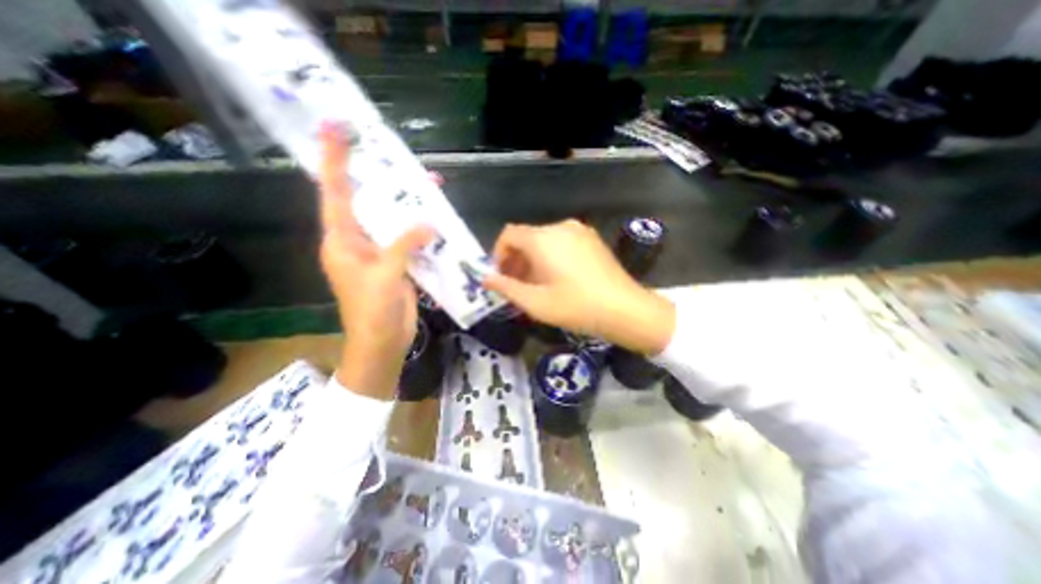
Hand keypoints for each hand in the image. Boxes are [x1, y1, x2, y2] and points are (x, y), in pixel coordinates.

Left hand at [317, 123, 430, 400]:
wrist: (384, 344)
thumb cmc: (372, 313)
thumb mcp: (384, 276)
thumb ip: (403, 245)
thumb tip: (428, 222)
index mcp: (341, 241)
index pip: (334, 193)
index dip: (333, 160)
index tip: (335, 129)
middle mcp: (357, 241)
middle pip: (367, 202)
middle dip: (382, 178)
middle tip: (401, 156)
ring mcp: (379, 253)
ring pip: (392, 220)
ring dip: (408, 204)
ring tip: (430, 184)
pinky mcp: (398, 263)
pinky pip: (409, 239)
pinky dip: (422, 228)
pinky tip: (437, 219)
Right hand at [481, 222, 674, 352]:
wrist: (625, 309)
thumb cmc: (575, 306)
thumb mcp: (535, 302)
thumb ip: (506, 287)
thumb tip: (486, 278)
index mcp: (542, 238)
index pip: (509, 234)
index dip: (499, 254)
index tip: (502, 276)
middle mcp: (560, 227)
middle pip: (527, 237)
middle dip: (517, 259)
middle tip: (518, 285)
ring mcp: (579, 231)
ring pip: (545, 240)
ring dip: (534, 259)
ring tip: (538, 284)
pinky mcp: (592, 239)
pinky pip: (562, 242)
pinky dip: (552, 256)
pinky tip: (559, 278)